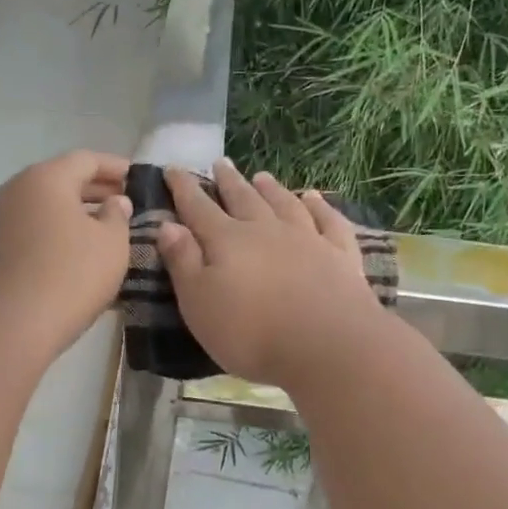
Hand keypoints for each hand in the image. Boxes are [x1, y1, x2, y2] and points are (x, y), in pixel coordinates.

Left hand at [0, 151, 132, 364]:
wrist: (4, 328)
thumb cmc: (68, 278)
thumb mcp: (111, 245)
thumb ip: (118, 216)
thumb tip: (115, 202)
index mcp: (45, 178)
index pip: (86, 159)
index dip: (116, 168)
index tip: (139, 180)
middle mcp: (14, 189)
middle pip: (61, 180)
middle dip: (95, 191)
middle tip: (126, 206)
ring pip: (43, 208)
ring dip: (74, 215)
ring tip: (104, 234)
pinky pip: (29, 231)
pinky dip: (54, 234)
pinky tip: (73, 256)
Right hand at [156, 159, 383, 385]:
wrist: (326, 344)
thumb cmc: (251, 332)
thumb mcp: (199, 303)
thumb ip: (183, 262)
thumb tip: (168, 225)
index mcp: (227, 241)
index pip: (198, 207)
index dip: (183, 188)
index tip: (172, 169)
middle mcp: (266, 230)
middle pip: (243, 198)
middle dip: (228, 181)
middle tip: (220, 163)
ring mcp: (307, 238)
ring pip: (284, 204)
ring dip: (271, 189)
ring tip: (261, 176)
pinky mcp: (339, 254)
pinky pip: (327, 220)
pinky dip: (319, 206)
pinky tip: (313, 198)